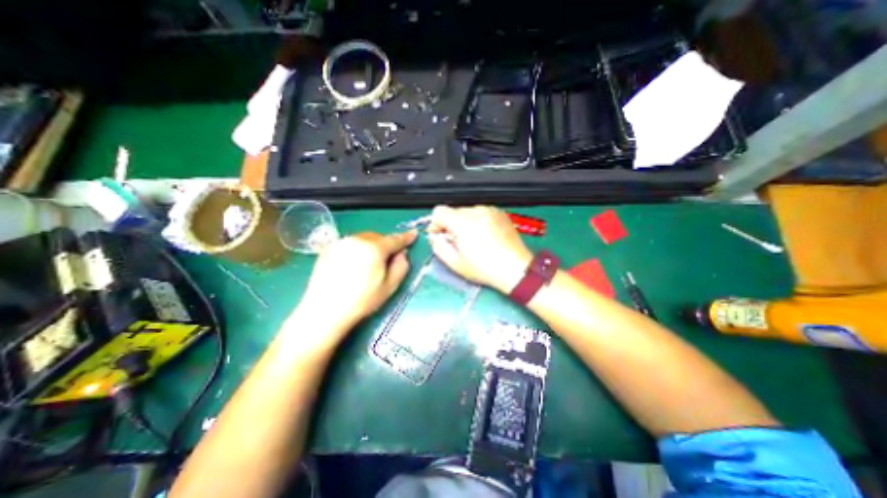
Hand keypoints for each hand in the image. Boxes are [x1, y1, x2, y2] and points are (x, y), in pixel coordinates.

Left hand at [294, 231, 414, 335]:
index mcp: (374, 249)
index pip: (395, 239)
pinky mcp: (329, 248)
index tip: (413, 234)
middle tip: (387, 259)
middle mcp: (357, 240)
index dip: (406, 237)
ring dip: (371, 246)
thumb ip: (402, 266)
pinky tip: (353, 265)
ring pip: (364, 239)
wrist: (325, 311)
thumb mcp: (390, 286)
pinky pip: (350, 244)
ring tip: (369, 264)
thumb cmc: (362, 301)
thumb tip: (402, 253)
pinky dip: (357, 249)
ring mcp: (341, 242)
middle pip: (378, 237)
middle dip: (386, 245)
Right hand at [425, 204, 528, 291]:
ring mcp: (490, 211)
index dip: (436, 224)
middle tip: (458, 243)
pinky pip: (480, 213)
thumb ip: (439, 247)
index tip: (441, 236)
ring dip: (464, 224)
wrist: (515, 269)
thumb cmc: (486, 269)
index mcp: (464, 223)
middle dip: (451, 225)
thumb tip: (435, 237)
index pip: (439, 211)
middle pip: (453, 211)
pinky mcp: (499, 213)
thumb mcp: (456, 263)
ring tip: (473, 241)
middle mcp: (477, 212)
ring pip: (466, 212)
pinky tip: (484, 237)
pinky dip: (477, 222)